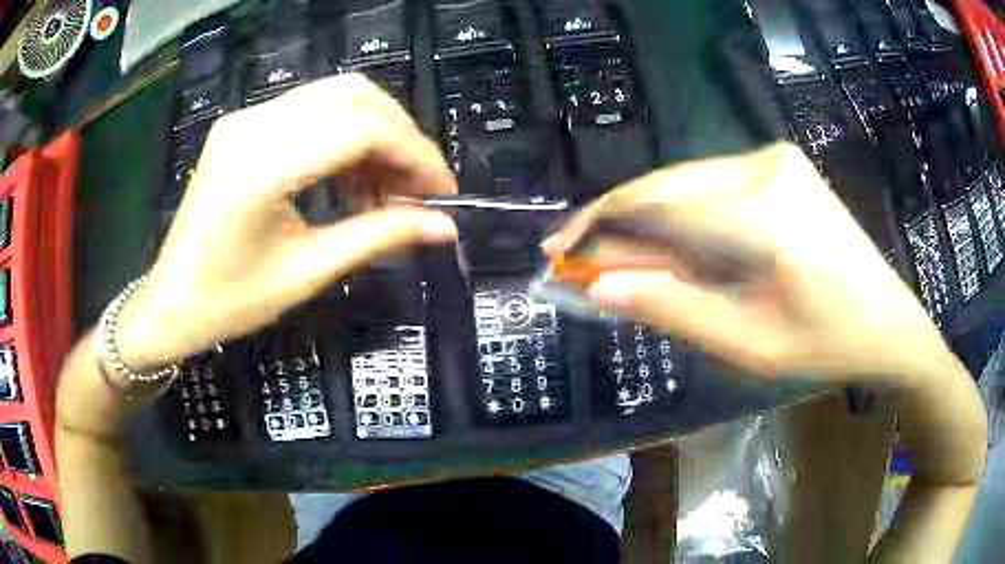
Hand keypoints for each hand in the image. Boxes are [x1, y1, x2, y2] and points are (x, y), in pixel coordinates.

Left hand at [116, 74, 457, 371]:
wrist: (171, 303)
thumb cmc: (231, 302)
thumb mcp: (308, 273)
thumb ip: (379, 237)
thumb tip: (444, 227)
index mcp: (262, 165)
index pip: (362, 128)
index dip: (415, 155)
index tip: (443, 192)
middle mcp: (253, 123)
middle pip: (355, 96)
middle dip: (401, 137)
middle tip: (419, 187)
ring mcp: (246, 118)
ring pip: (337, 95)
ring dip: (375, 135)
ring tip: (386, 190)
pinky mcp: (244, 124)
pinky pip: (311, 110)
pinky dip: (345, 136)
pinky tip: (352, 178)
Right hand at [549, 143, 948, 385]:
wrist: (887, 322)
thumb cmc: (826, 345)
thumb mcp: (748, 343)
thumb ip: (674, 309)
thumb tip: (600, 285)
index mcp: (766, 212)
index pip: (658, 204)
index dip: (599, 224)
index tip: (558, 251)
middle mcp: (766, 165)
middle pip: (668, 185)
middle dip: (617, 221)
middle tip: (579, 259)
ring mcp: (775, 159)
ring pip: (687, 183)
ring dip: (649, 221)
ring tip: (619, 259)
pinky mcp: (780, 165)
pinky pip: (713, 186)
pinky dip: (683, 216)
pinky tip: (670, 246)